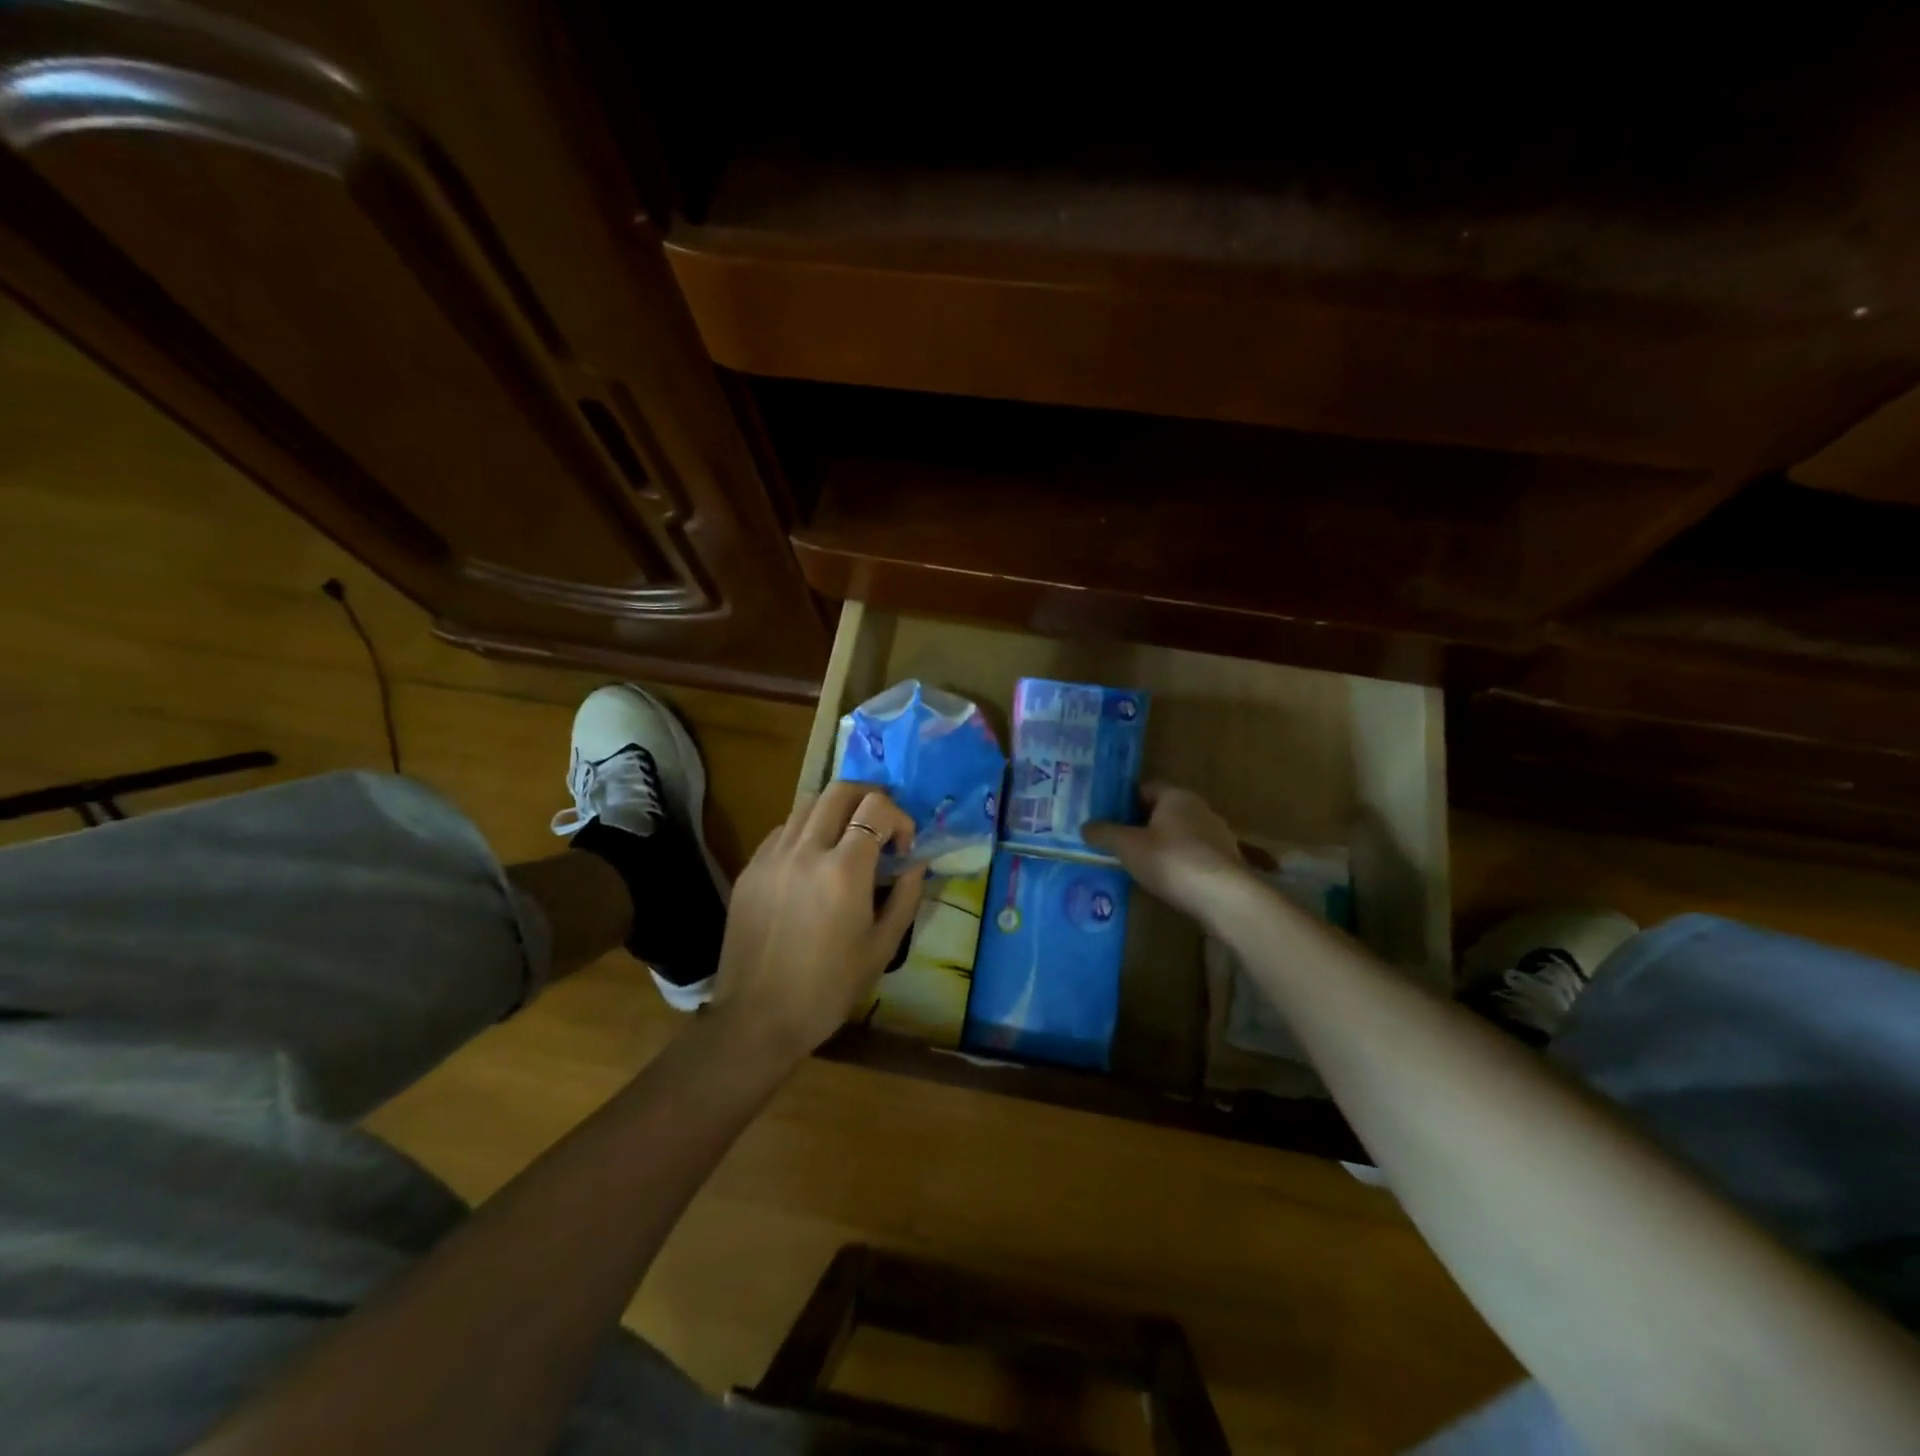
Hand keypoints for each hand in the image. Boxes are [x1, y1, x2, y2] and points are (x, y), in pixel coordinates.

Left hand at [709, 781, 926, 1063]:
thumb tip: (915, 863)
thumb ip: (906, 897)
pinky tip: (813, 861)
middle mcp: (805, 851)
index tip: (902, 848)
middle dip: (869, 797)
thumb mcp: (882, 947)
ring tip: (847, 839)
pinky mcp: (750, 868)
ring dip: (836, 810)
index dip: (899, 818)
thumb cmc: (828, 988)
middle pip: (839, 790)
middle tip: (880, 825)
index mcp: (843, 871)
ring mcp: (772, 856)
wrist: (757, 1018)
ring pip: (807, 804)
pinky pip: (782, 830)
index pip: (876, 808)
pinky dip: (806, 830)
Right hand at [1084, 783, 1251, 929]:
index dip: (1124, 800)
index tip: (1106, 815)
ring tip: (1138, 863)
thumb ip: (1104, 833)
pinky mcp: (1226, 863)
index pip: (1146, 788)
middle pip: (1163, 811)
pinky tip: (1165, 880)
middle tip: (1117, 840)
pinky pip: (1194, 856)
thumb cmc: (1171, 860)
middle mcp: (1200, 809)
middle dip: (1141, 824)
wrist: (1223, 898)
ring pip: (1180, 834)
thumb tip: (1085, 826)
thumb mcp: (1127, 846)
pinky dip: (1178, 863)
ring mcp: (1218, 836)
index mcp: (1177, 796)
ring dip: (1161, 845)